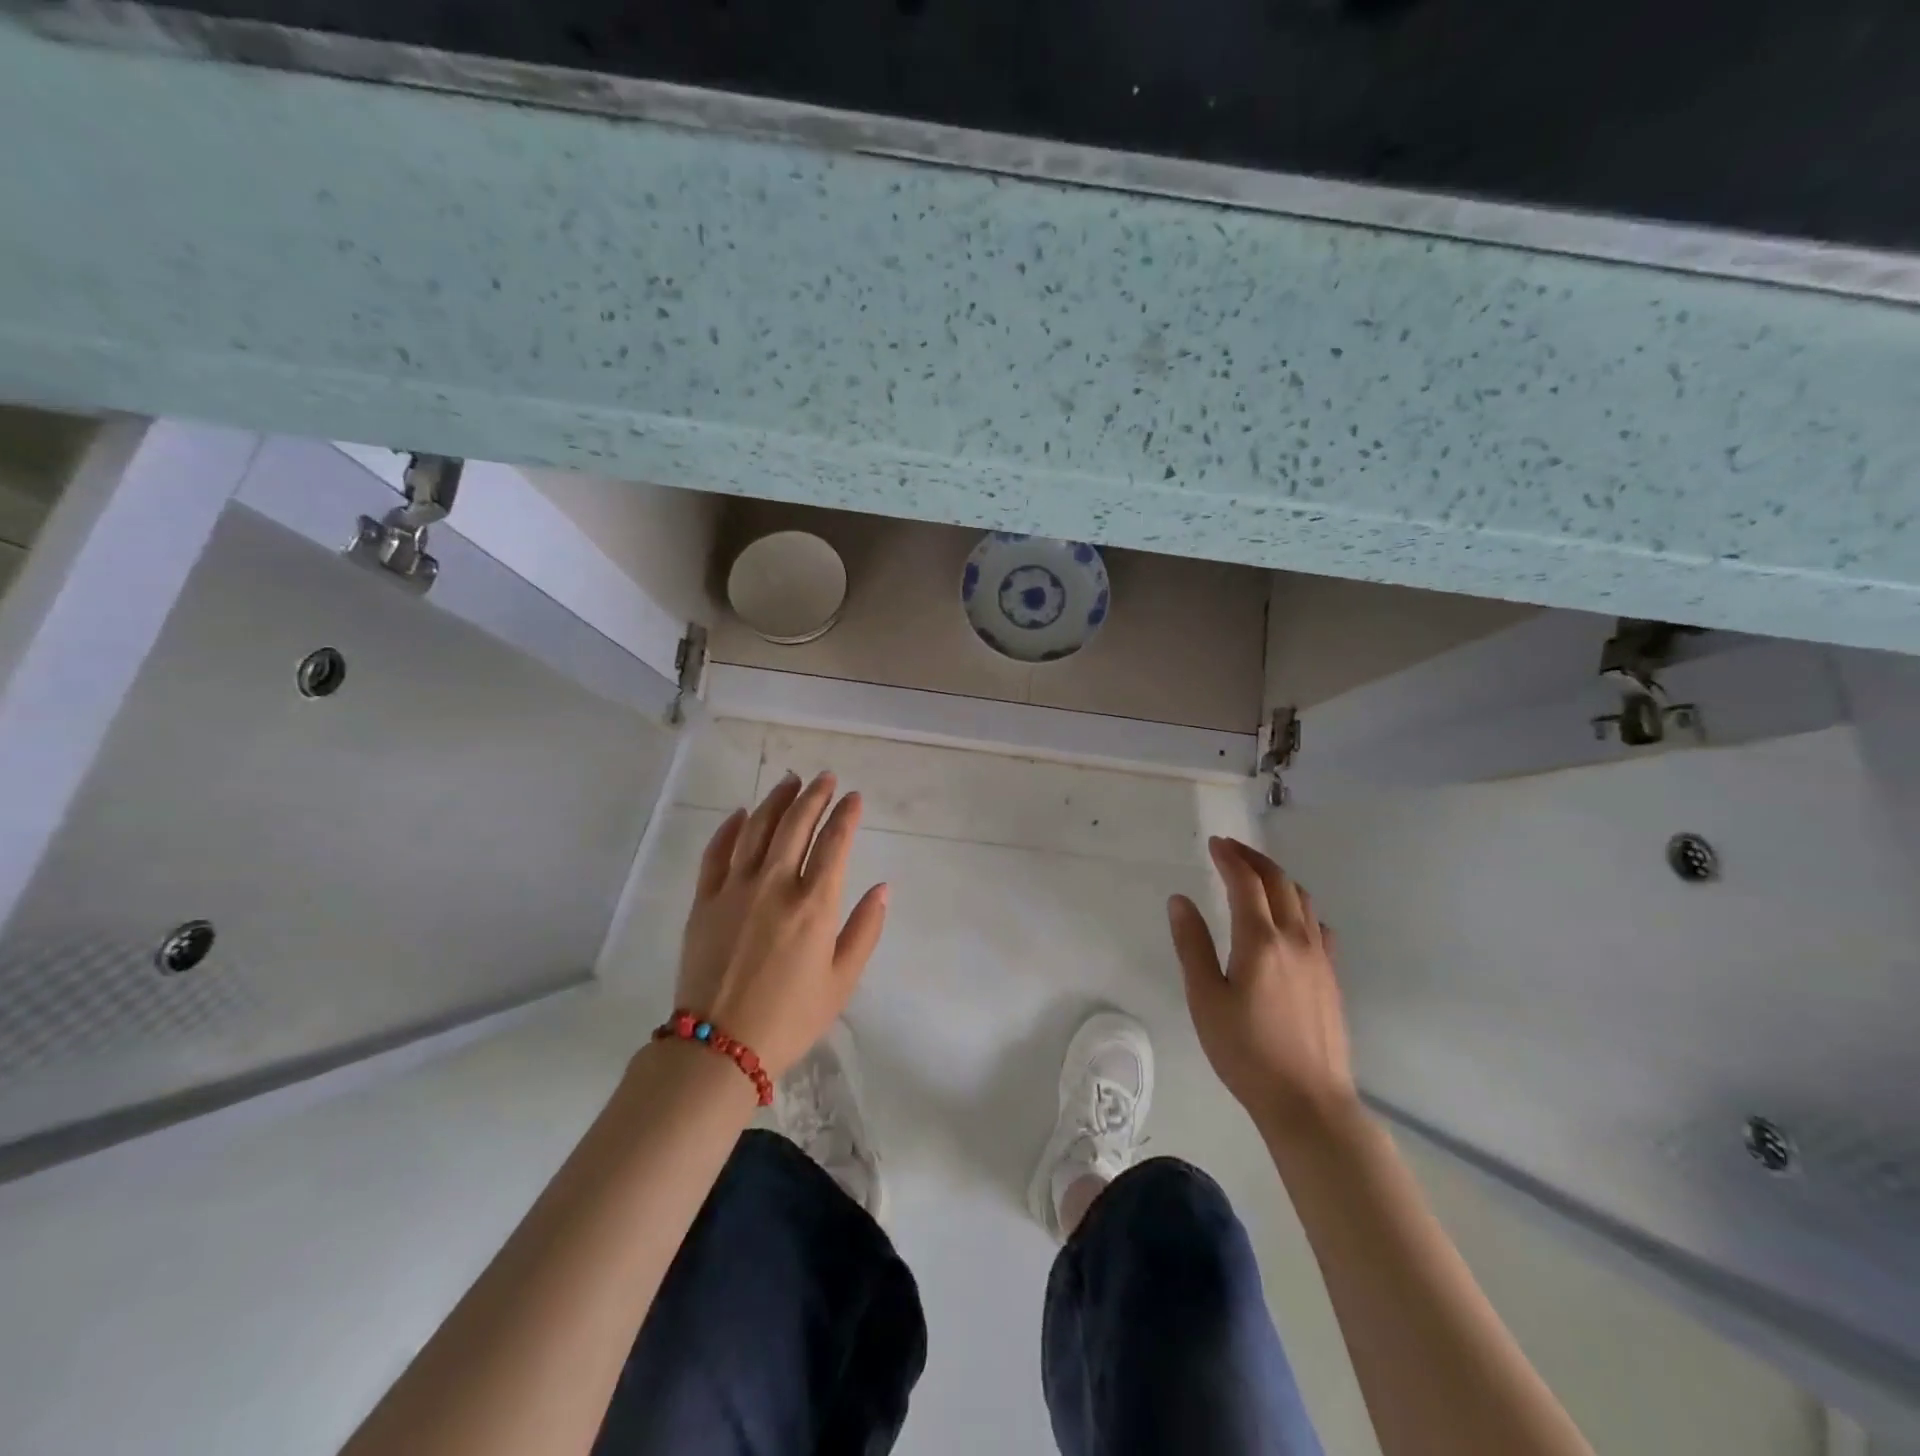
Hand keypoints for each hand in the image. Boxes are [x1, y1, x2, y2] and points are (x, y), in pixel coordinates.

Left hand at [674, 771, 888, 1078]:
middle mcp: (775, 886)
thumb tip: (882, 888)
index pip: (834, 843)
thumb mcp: (842, 981)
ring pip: (756, 829)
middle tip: (825, 778)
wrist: (719, 1047)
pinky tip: (741, 813)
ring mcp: (734, 889)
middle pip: (795, 825)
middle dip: (814, 795)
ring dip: (775, 800)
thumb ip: (865, 930)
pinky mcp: (704, 901)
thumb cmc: (790, 1018)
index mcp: (814, 905)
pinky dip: (730, 828)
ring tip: (790, 782)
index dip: (846, 814)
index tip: (854, 797)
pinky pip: (716, 852)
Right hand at [1169, 837, 1357, 1144]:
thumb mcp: (1205, 998)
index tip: (1214, 843)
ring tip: (1257, 876)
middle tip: (1231, 849)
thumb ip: (1192, 945)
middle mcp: (1295, 939)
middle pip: (1279, 882)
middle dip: (1254, 859)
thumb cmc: (1245, 1050)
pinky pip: (1318, 926)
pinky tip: (1291, 920)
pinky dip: (1300, 907)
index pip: (1245, 883)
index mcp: (1260, 941)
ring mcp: (1320, 958)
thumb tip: (1180, 900)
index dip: (1229, 858)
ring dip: (1278, 878)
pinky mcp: (1332, 977)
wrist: (1308, 1100)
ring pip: (1303, 900)